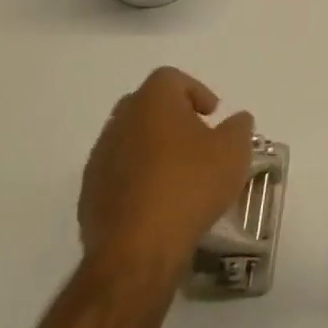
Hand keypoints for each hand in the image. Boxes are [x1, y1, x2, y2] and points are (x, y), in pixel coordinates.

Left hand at [78, 67, 255, 294]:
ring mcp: (99, 159)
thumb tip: (236, 120)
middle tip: (197, 138)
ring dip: (153, 149)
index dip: (195, 91)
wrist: (138, 249)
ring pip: (129, 140)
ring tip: (180, 174)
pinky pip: (118, 173)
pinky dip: (138, 178)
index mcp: (152, 103)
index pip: (171, 78)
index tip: (213, 115)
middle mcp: (120, 123)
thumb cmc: (190, 186)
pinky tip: (159, 202)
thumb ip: (239, 127)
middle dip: (172, 117)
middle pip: (146, 105)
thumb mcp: (234, 151)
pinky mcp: (89, 195)